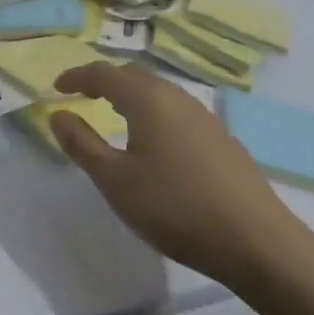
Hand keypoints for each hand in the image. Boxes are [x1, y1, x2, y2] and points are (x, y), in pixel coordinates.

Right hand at [51, 62, 312, 291]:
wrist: (257, 241)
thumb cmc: (174, 207)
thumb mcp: (115, 180)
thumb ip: (81, 144)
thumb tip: (58, 114)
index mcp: (148, 99)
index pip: (104, 73)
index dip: (77, 76)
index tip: (56, 88)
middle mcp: (177, 98)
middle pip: (135, 75)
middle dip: (105, 81)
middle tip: (83, 96)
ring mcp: (205, 117)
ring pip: (160, 93)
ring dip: (131, 97)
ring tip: (114, 117)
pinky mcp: (222, 140)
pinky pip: (177, 112)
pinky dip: (154, 114)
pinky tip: (154, 143)